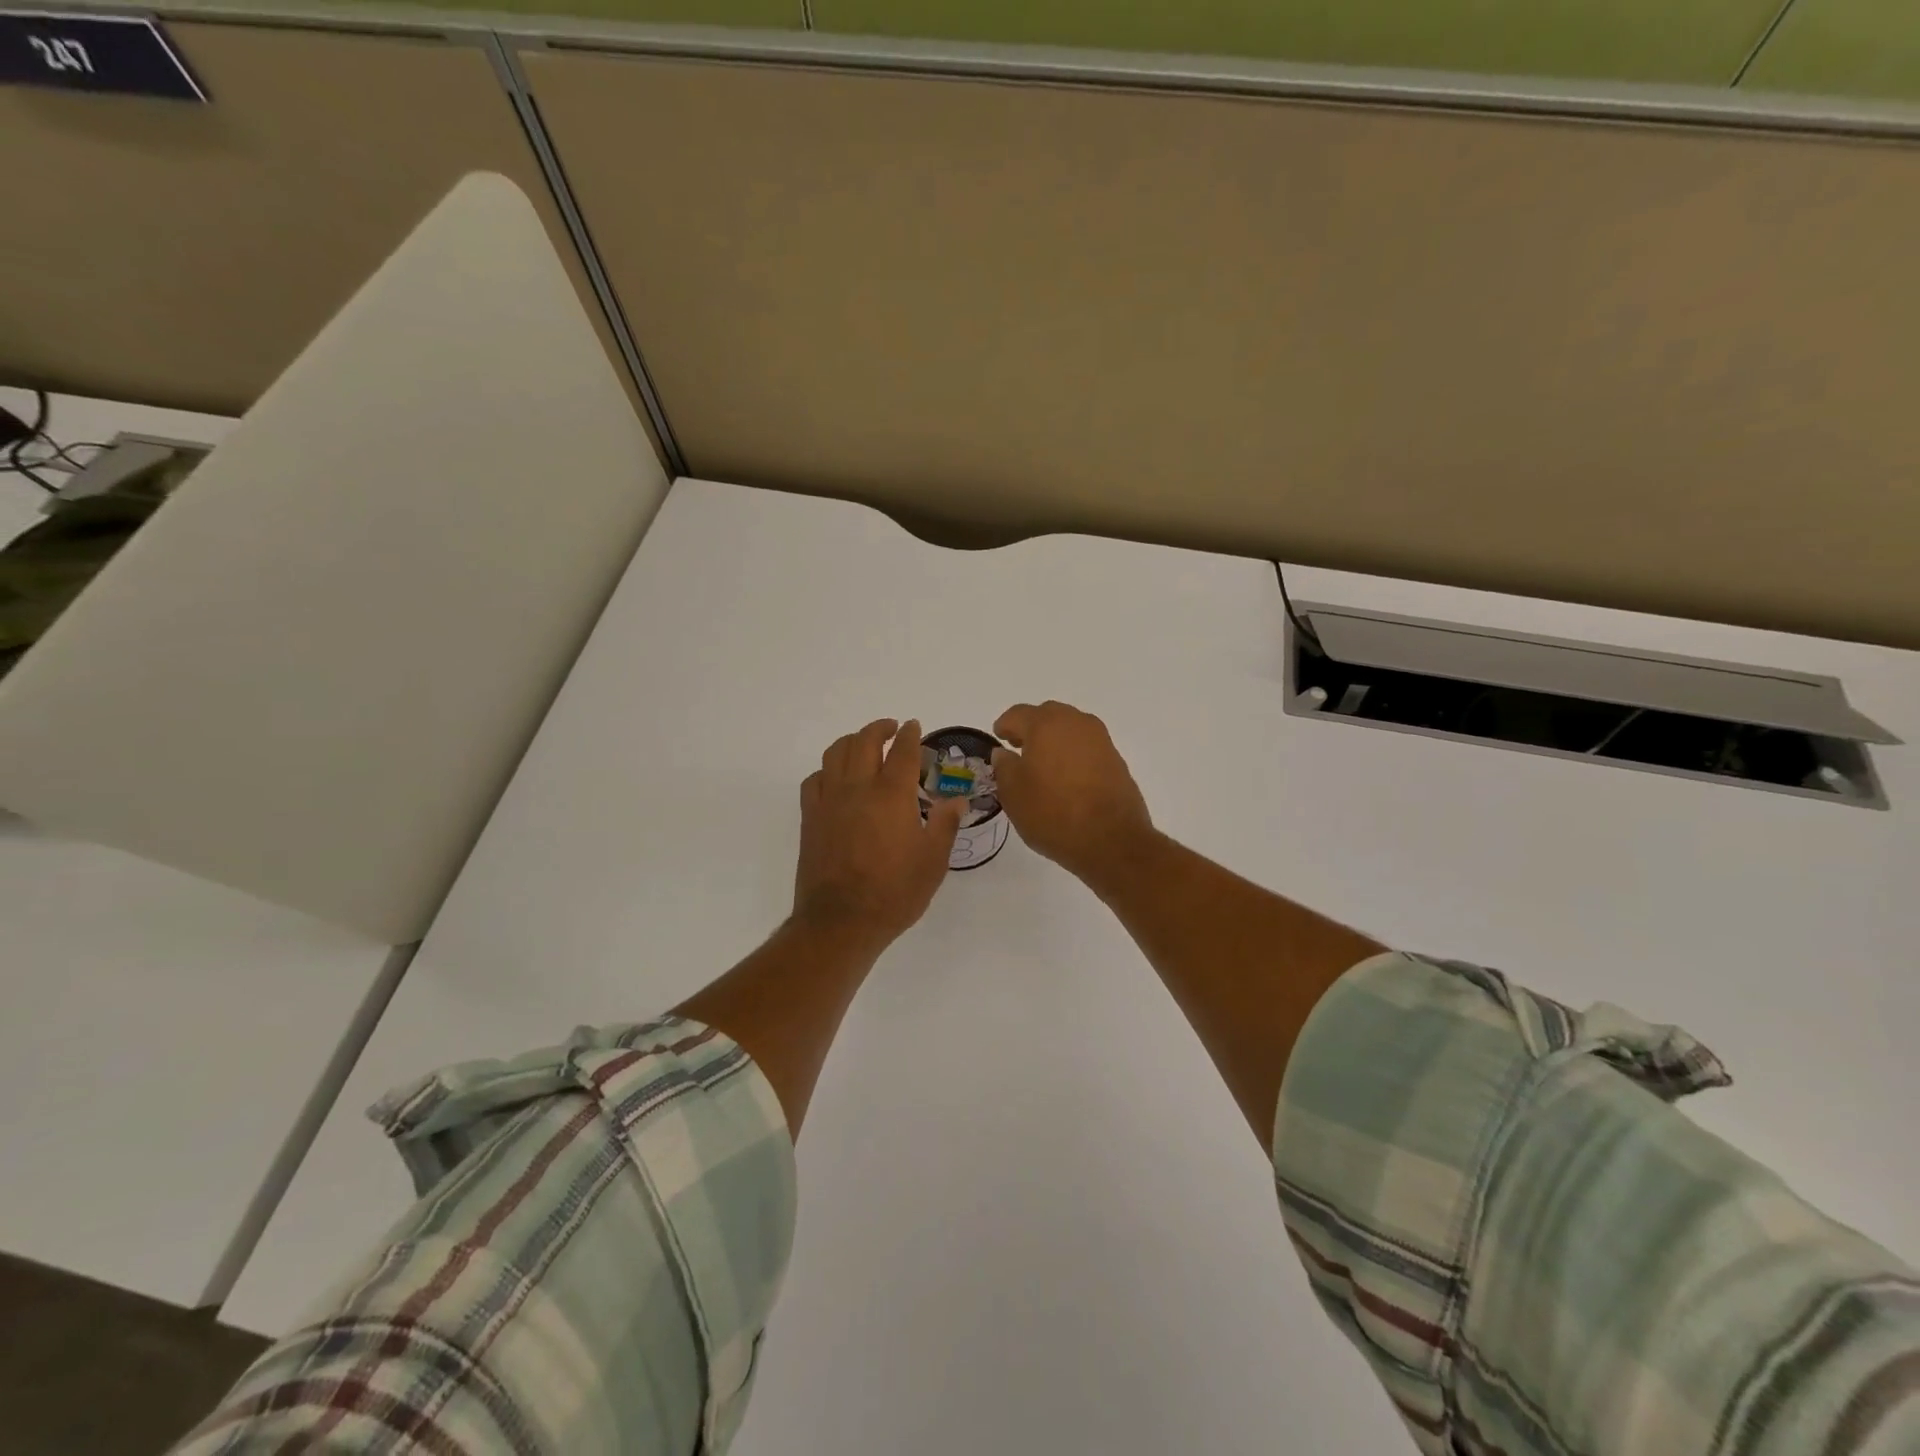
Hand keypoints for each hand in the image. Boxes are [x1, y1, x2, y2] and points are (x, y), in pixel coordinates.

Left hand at [794, 718, 968, 950]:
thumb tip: (957, 800)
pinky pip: (814, 780)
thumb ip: (945, 825)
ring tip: (863, 744)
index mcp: (892, 795)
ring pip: (835, 753)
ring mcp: (830, 801)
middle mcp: (858, 788)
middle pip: (864, 742)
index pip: (902, 751)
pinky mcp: (810, 818)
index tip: (914, 726)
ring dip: (851, 741)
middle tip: (892, 728)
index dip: (910, 735)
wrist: (841, 921)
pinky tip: (835, 778)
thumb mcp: (933, 862)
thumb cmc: (894, 893)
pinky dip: (827, 770)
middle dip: (879, 728)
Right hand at [992, 701, 1154, 883]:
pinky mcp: (1116, 759)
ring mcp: (1100, 740)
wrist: (1112, 840)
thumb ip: (1004, 767)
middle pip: (1047, 715)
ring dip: (1054, 739)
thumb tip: (1003, 753)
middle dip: (1031, 728)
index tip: (998, 738)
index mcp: (1046, 725)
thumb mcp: (1013, 794)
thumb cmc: (1053, 814)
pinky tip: (1066, 777)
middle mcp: (1076, 723)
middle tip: (1019, 748)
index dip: (1004, 726)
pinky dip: (1073, 754)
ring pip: (1070, 729)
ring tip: (1043, 765)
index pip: (1018, 714)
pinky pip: (1087, 747)